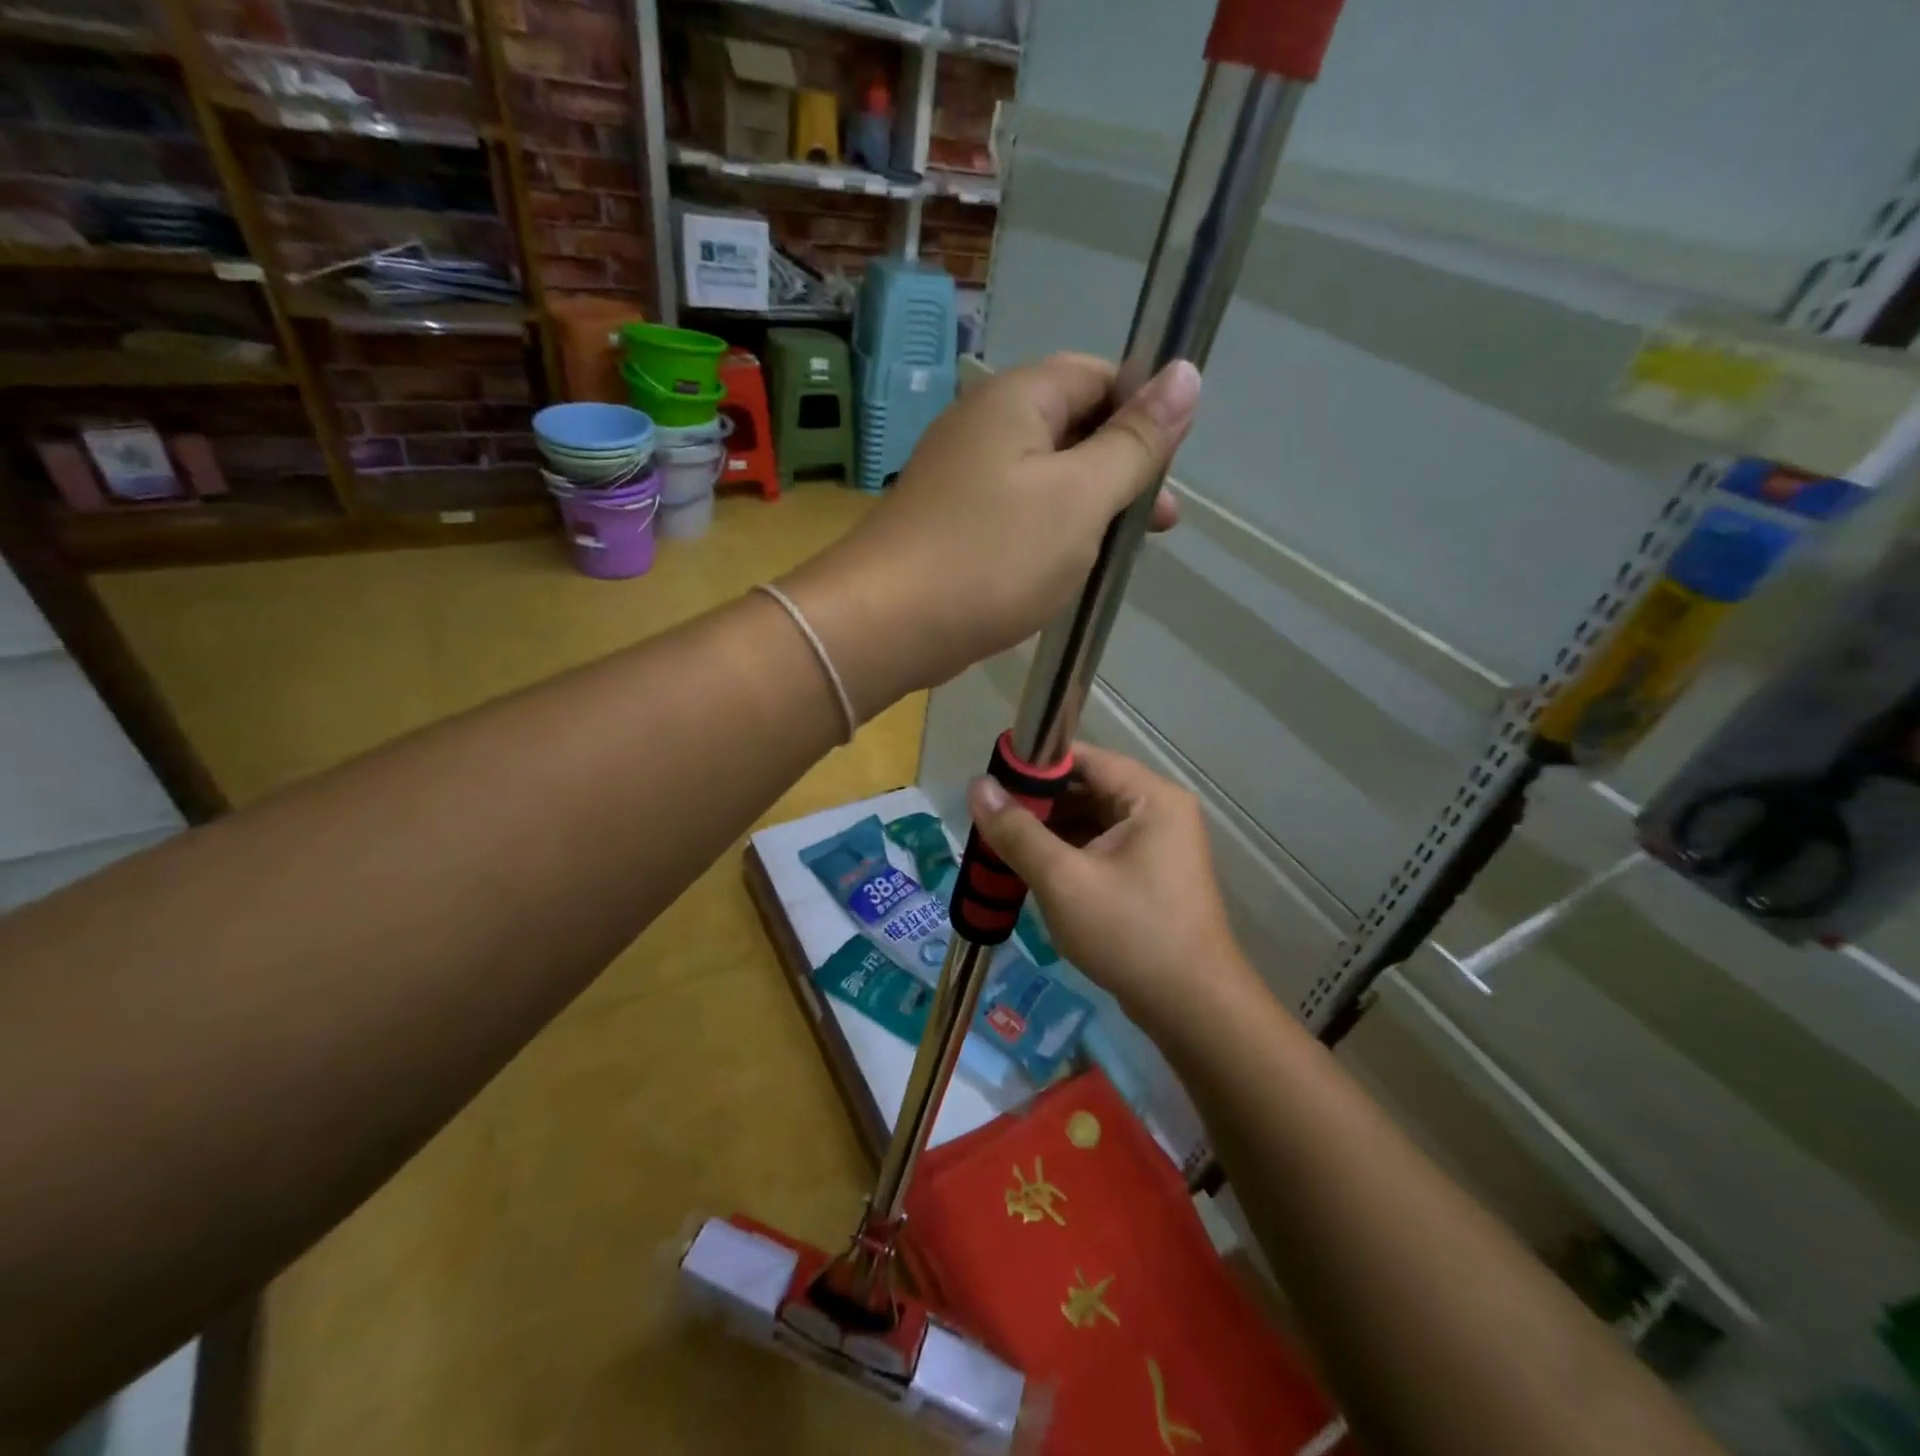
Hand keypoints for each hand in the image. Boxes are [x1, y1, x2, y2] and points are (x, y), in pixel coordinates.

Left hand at [781, 354, 1198, 714]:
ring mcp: (961, 477)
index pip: (1099, 375)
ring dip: (1088, 508)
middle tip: (1157, 524)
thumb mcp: (1081, 497)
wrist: (886, 625)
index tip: (1169, 466)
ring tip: (1117, 556)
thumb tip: (1186, 373)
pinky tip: (1065, 570)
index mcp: (1018, 398)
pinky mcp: (950, 523)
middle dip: (1121, 469)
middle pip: (1073, 426)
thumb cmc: (992, 556)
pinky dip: (1049, 534)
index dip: (1144, 410)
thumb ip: (1134, 441)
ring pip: (1045, 477)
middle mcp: (984, 425)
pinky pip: (1015, 514)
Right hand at [966, 745, 1262, 1038]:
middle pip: (1086, 790)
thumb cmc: (1130, 932)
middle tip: (988, 822)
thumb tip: (977, 786)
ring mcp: (1157, 847)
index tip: (989, 783)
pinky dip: (1067, 858)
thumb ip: (1017, 831)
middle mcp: (1158, 812)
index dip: (1034, 766)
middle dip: (1036, 806)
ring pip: (1090, 824)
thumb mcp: (1063, 879)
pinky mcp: (1150, 877)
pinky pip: (1100, 851)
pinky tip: (1032, 873)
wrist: (1193, 1009)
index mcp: (1150, 797)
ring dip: (1048, 835)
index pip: (1083, 759)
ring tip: (1000, 848)